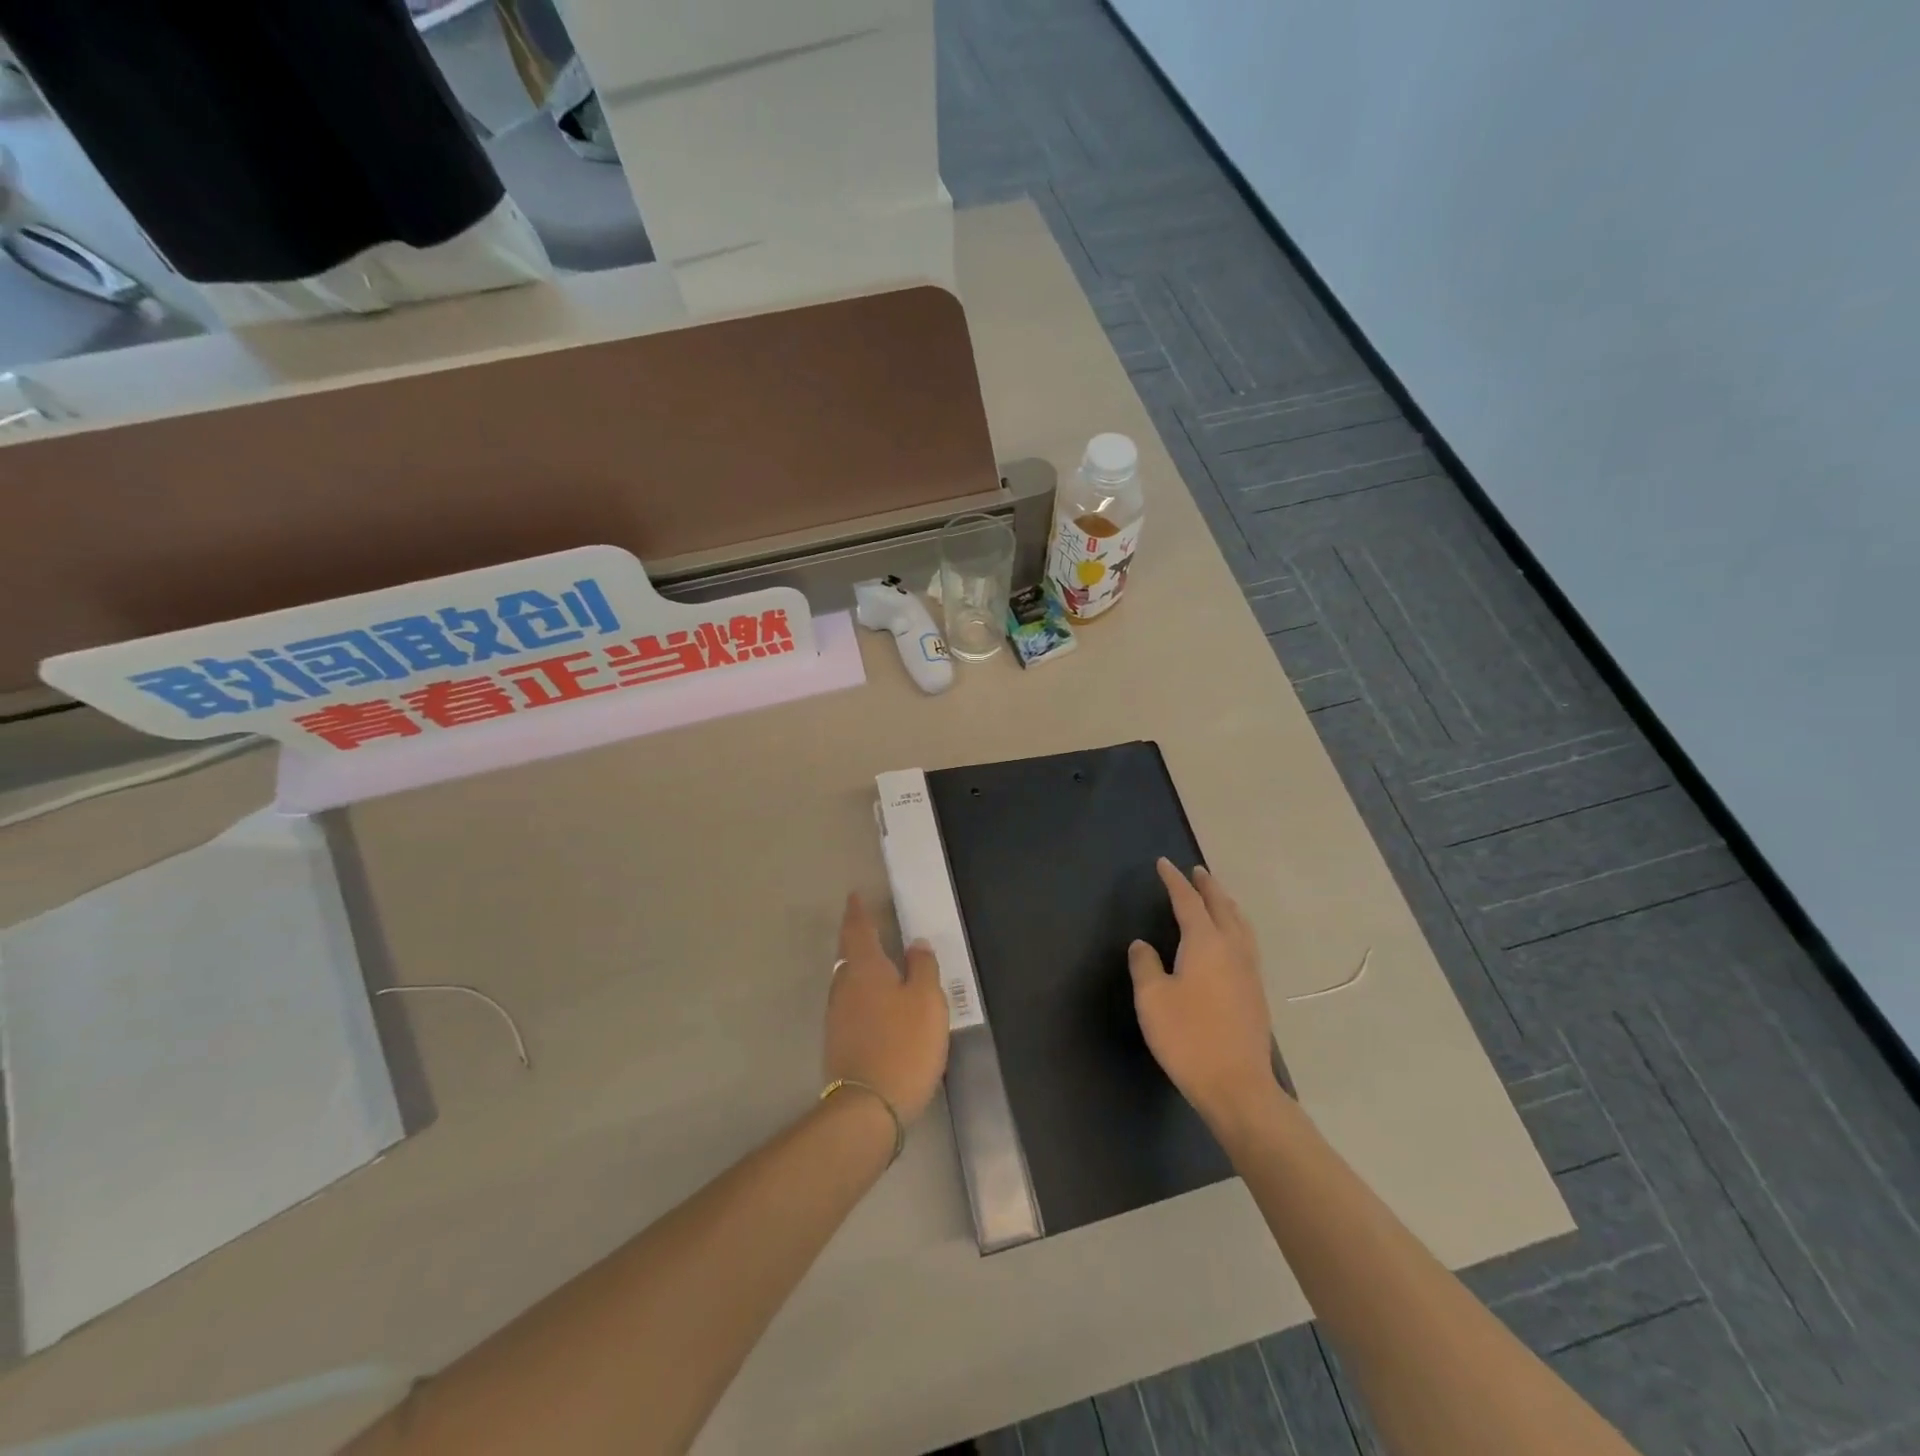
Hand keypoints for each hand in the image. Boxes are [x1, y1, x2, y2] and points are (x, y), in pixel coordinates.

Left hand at [824, 893, 950, 1122]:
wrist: (867, 1107)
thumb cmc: (904, 1045)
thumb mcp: (927, 1002)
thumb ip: (923, 968)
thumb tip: (916, 944)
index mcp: (866, 969)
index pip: (858, 930)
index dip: (857, 912)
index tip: (855, 896)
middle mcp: (845, 986)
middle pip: (847, 953)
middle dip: (856, 937)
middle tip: (867, 924)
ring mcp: (837, 1015)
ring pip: (847, 979)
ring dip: (858, 966)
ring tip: (876, 961)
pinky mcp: (838, 1041)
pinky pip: (850, 1003)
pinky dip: (861, 992)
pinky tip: (875, 1002)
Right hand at [1129, 859, 1279, 1126]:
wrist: (1237, 1085)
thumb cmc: (1188, 1037)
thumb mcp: (1152, 999)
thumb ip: (1145, 965)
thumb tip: (1142, 944)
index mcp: (1206, 943)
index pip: (1188, 901)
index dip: (1174, 881)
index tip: (1163, 864)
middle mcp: (1232, 948)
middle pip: (1221, 906)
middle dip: (1207, 886)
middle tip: (1196, 871)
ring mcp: (1249, 971)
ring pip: (1240, 924)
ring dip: (1226, 904)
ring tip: (1216, 897)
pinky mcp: (1256, 992)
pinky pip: (1246, 942)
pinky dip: (1235, 926)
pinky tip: (1230, 939)